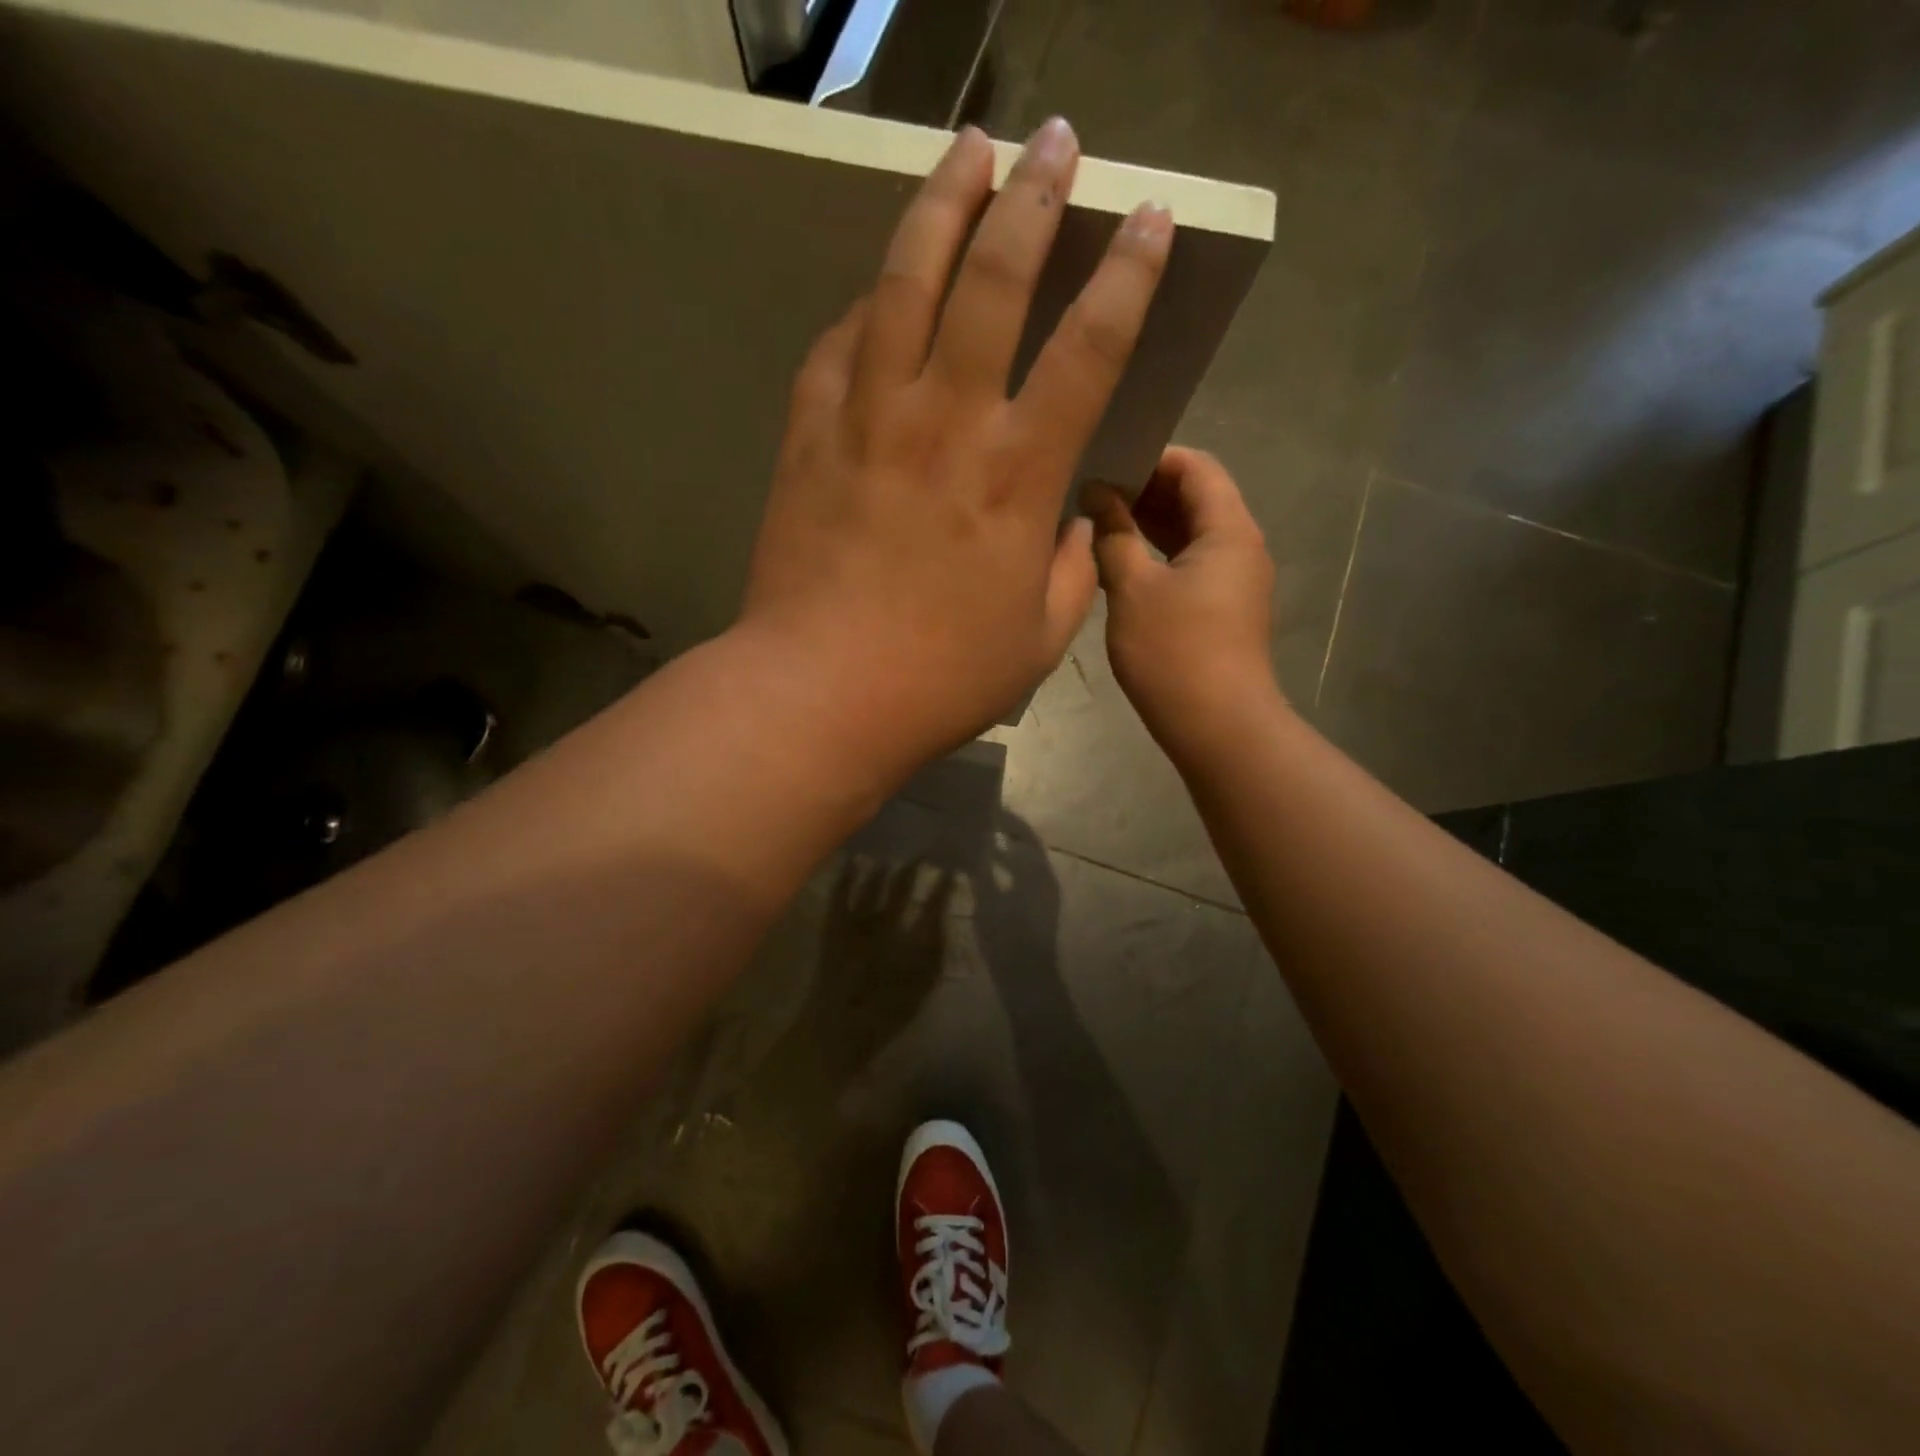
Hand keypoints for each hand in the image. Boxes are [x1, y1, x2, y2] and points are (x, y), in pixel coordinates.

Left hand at [738, 121, 1173, 784]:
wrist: (822, 692)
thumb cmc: (942, 677)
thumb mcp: (1039, 637)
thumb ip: (1071, 566)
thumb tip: (1074, 516)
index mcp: (1018, 474)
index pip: (1089, 347)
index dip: (1127, 274)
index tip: (1147, 219)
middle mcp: (947, 422)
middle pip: (994, 279)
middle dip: (1031, 196)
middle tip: (1051, 140)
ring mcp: (870, 419)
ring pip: (905, 282)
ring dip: (940, 205)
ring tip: (964, 151)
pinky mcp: (811, 435)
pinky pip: (840, 344)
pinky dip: (866, 305)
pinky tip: (880, 288)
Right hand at [1084, 448, 1280, 757]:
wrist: (1217, 726)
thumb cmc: (1174, 652)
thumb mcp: (1133, 589)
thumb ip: (1114, 535)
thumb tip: (1097, 495)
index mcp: (1229, 530)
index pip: (1196, 467)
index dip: (1152, 457)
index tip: (1105, 463)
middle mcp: (1240, 547)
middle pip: (1196, 498)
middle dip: (1145, 490)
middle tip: (1091, 491)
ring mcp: (1233, 581)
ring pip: (1190, 534)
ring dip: (1147, 525)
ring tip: (1096, 522)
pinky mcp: (1221, 609)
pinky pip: (1189, 565)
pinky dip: (1156, 555)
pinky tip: (1117, 562)